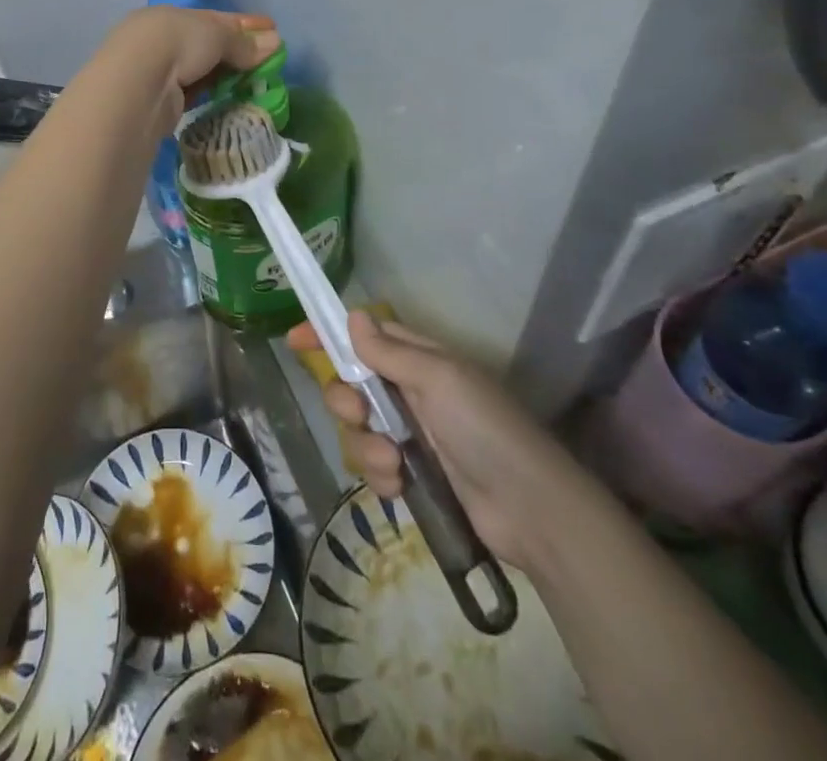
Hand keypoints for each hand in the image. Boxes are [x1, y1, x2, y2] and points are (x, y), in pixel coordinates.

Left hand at [99, 8, 279, 131]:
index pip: (213, 18)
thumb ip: (243, 42)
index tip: (272, 29)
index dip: (245, 24)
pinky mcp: (157, 101)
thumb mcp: (216, 34)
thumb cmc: (176, 44)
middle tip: (268, 61)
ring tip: (254, 83)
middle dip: (237, 51)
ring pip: (199, 70)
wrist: (137, 84)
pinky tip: (228, 98)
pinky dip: (210, 93)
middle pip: (206, 44)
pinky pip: (192, 93)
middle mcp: (159, 40)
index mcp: (169, 16)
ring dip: (225, 74)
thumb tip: (274, 43)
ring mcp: (155, 72)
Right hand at [289, 312, 602, 571]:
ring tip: (393, 462)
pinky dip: (380, 477)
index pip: (365, 337)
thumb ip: (390, 351)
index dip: (329, 336)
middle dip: (346, 400)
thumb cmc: (485, 428)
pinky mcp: (412, 477)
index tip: (295, 340)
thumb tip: (353, 314)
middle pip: (351, 385)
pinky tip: (400, 486)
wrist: (531, 511)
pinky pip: (373, 468)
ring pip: (357, 430)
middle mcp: (411, 392)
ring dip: (365, 445)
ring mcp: (411, 436)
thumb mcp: (438, 379)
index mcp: (420, 359)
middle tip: (359, 413)